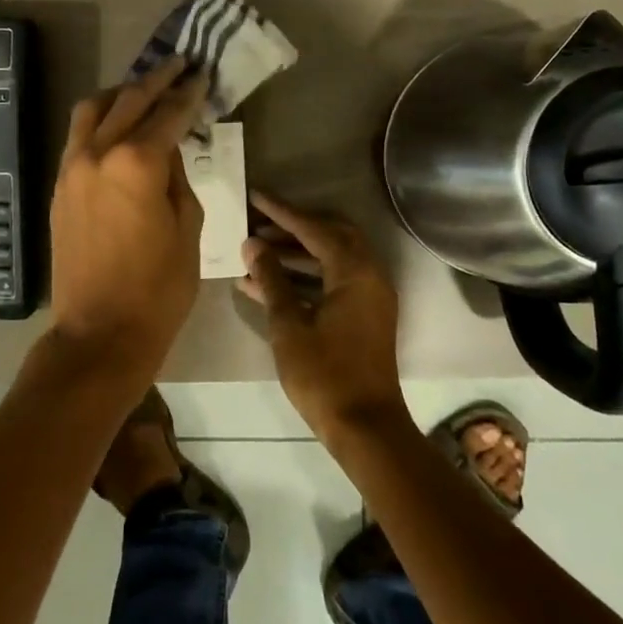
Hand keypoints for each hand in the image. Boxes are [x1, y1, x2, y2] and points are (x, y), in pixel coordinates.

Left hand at [47, 57, 208, 387]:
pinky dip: (99, 120)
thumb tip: (166, 150)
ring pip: (92, 110)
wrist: (99, 332)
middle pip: (129, 101)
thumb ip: (177, 177)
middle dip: (157, 80)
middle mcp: (97, 154)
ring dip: (120, 93)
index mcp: (136, 164)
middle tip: (179, 65)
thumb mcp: (187, 228)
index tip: (202, 75)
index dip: (188, 93)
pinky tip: (116, 125)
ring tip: (143, 89)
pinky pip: (78, 136)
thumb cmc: (158, 288)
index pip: (168, 114)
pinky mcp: (59, 186)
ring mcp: (71, 168)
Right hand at [236, 191, 403, 437]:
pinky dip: (306, 277)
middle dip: (293, 227)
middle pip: (330, 236)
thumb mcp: (289, 325)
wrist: (364, 427)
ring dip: (297, 253)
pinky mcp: (364, 316)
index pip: (314, 229)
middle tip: (259, 224)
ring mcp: (370, 296)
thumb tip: (253, 245)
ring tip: (256, 253)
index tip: (255, 196)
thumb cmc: (324, 375)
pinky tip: (267, 285)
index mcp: (355, 272)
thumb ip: (271, 279)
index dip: (282, 212)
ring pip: (332, 259)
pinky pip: (334, 281)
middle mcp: (369, 275)